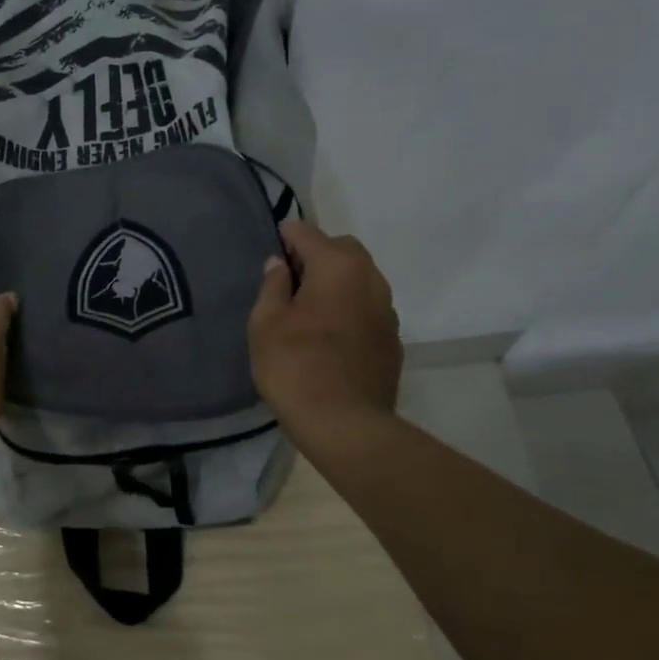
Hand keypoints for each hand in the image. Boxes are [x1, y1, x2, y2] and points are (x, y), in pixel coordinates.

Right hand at [248, 220, 401, 446]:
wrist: (345, 425)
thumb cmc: (295, 367)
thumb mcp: (266, 324)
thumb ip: (272, 286)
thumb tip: (280, 264)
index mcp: (338, 267)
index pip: (308, 234)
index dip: (286, 236)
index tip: (271, 247)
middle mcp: (370, 279)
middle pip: (342, 250)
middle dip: (317, 255)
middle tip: (289, 280)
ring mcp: (388, 311)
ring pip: (360, 279)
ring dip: (336, 282)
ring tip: (308, 308)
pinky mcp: (392, 340)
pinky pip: (368, 307)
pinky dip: (349, 308)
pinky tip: (329, 334)